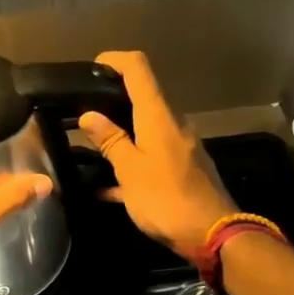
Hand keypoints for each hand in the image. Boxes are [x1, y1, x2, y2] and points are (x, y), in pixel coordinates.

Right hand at [79, 51, 235, 257]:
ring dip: (119, 134)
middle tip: (81, 113)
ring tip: (89, 149)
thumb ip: (110, 141)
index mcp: (158, 116)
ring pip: (144, 130)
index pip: (138, 69)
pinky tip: (105, 187)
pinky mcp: (183, 169)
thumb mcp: (129, 170)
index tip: (92, 68)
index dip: (114, 60)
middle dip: (112, 101)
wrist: (212, 234)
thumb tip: (89, 116)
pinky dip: (130, 163)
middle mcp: (173, 124)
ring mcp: (180, 147)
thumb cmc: (165, 198)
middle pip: (142, 98)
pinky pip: (151, 156)